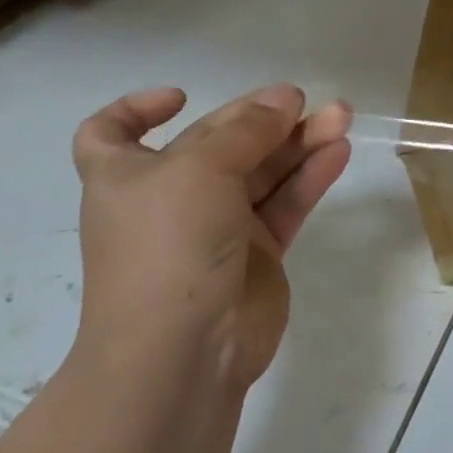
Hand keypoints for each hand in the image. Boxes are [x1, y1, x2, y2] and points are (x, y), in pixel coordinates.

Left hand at [70, 83, 351, 393]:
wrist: (182, 355)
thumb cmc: (168, 247)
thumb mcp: (199, 170)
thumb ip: (247, 130)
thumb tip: (284, 98)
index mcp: (128, 176)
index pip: (110, 135)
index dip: (137, 110)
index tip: (180, 97)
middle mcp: (171, 198)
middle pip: (218, 144)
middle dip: (261, 118)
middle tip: (304, 101)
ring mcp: (217, 227)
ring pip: (262, 171)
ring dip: (299, 142)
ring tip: (341, 116)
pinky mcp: (257, 254)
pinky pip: (286, 204)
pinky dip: (310, 177)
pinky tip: (339, 152)